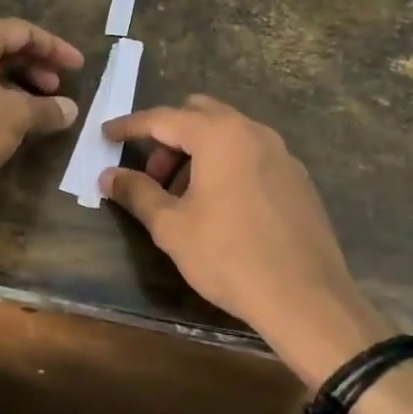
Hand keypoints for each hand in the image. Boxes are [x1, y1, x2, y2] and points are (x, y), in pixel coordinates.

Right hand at [100, 96, 395, 387]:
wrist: (307, 299)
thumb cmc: (229, 257)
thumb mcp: (171, 226)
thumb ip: (137, 192)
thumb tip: (108, 175)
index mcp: (219, 135)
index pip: (163, 118)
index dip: (130, 126)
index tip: (106, 135)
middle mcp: (253, 132)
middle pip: (199, 114)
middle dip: (167, 136)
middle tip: (151, 175)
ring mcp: (281, 153)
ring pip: (227, 134)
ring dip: (197, 152)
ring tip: (183, 197)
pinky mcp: (297, 178)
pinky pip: (250, 154)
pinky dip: (225, 164)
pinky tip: (220, 206)